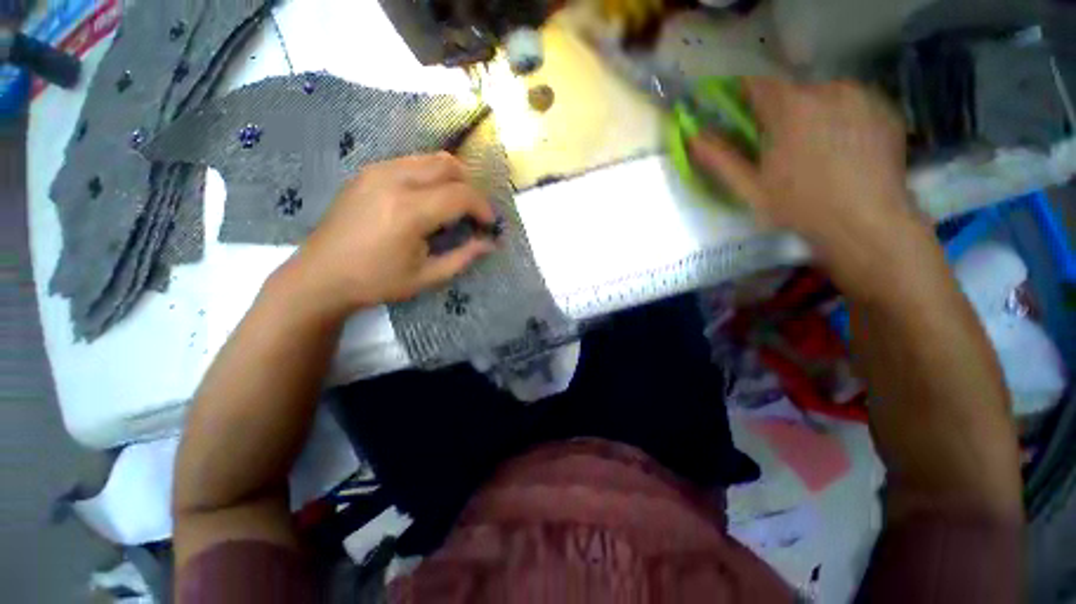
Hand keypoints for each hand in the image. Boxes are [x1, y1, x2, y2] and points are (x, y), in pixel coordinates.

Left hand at [278, 153, 495, 320]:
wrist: (321, 276)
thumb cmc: (377, 282)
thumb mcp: (428, 276)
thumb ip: (464, 257)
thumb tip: (491, 244)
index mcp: (409, 211)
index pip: (461, 195)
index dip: (483, 208)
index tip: (489, 225)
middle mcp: (393, 180)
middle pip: (449, 165)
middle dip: (470, 188)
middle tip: (473, 214)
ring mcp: (377, 171)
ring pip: (430, 158)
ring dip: (451, 179)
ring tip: (453, 207)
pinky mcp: (367, 172)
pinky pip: (411, 162)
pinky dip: (430, 176)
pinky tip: (427, 200)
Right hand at [690, 78, 925, 294]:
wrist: (866, 223)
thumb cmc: (799, 206)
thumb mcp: (750, 187)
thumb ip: (720, 159)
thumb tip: (693, 137)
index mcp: (791, 107)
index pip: (758, 82)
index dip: (745, 96)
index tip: (743, 116)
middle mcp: (829, 88)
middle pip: (793, 89)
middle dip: (781, 112)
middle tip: (781, 146)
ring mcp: (863, 96)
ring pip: (824, 95)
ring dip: (813, 114)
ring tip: (815, 150)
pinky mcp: (886, 109)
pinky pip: (853, 103)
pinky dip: (842, 118)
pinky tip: (843, 148)